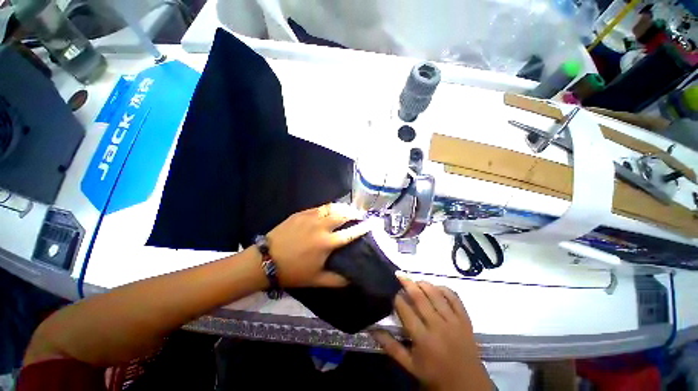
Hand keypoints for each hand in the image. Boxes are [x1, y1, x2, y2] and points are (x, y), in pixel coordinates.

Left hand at [266, 203, 372, 287]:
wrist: (265, 260)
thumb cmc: (293, 271)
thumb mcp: (316, 280)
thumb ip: (337, 280)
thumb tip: (352, 280)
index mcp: (327, 243)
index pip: (351, 233)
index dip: (364, 227)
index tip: (372, 222)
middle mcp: (321, 227)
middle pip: (343, 215)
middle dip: (354, 213)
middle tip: (359, 214)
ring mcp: (310, 217)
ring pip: (332, 207)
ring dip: (342, 207)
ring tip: (347, 210)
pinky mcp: (301, 213)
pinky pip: (319, 207)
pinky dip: (328, 207)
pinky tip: (330, 210)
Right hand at [372, 278, 491, 390]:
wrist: (467, 386)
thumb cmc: (435, 375)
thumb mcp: (410, 365)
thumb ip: (391, 346)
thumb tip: (372, 329)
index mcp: (423, 339)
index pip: (405, 310)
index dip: (396, 298)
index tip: (391, 292)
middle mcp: (438, 326)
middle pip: (420, 297)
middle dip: (407, 283)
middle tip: (399, 274)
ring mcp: (453, 321)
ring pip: (436, 294)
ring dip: (424, 283)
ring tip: (414, 281)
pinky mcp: (465, 319)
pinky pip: (454, 297)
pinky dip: (444, 288)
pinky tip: (436, 287)